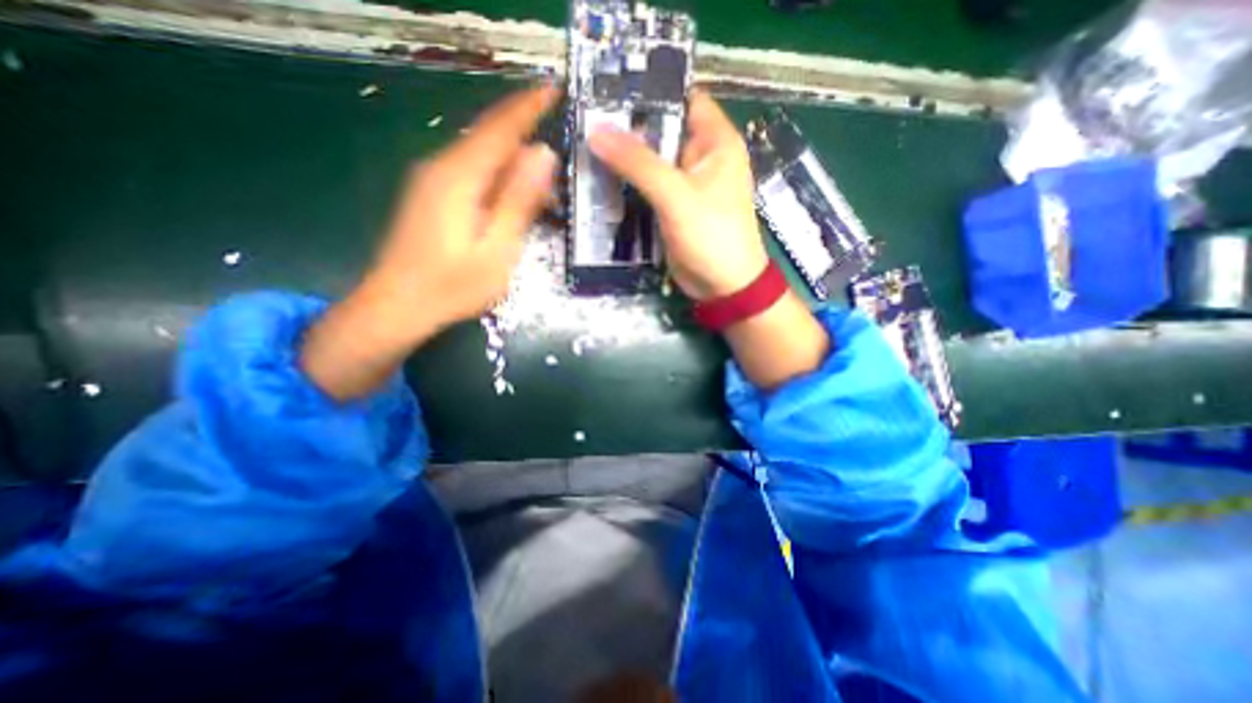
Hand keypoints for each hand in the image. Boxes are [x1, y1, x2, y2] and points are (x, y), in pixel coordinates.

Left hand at [363, 83, 557, 330]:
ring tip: (545, 183)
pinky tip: (514, 197)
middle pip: (489, 138)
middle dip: (525, 134)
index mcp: (459, 176)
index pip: (500, 127)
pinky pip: (471, 173)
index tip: (555, 88)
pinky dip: (498, 177)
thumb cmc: (453, 285)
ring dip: (514, 162)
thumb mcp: (499, 248)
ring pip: (481, 156)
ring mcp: (431, 180)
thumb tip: (543, 155)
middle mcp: (441, 167)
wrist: (397, 306)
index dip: (529, 106)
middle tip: (561, 146)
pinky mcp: (430, 195)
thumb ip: (519, 201)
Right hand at [590, 88, 773, 298]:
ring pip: (650, 162)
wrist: (722, 286)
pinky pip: (648, 188)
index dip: (648, 92)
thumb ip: (638, 163)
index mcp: (715, 141)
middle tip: (585, 124)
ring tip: (584, 150)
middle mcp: (701, 157)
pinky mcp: (673, 208)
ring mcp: (685, 184)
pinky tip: (601, 182)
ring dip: (624, 160)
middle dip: (627, 129)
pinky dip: (628, 186)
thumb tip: (596, 131)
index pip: (681, 99)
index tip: (606, 92)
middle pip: (661, 131)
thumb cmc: (711, 236)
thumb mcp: (676, 195)